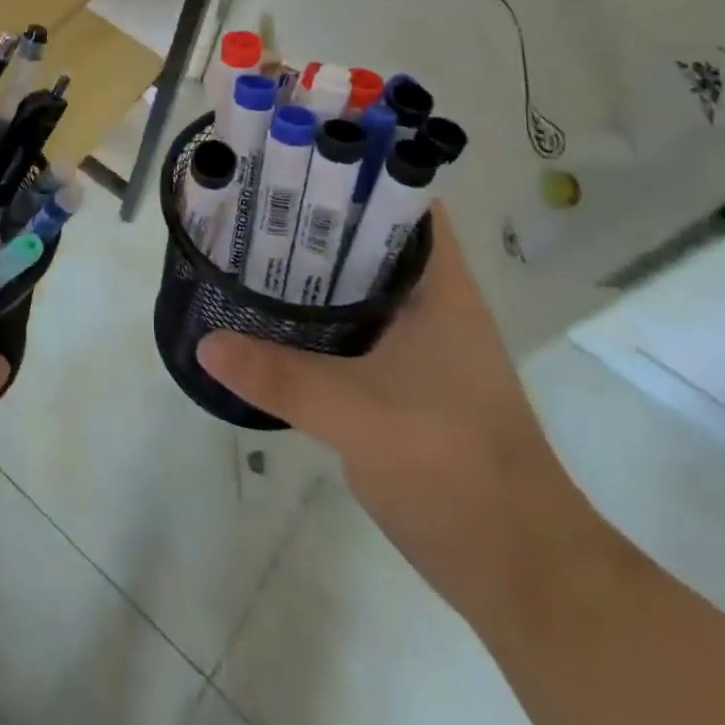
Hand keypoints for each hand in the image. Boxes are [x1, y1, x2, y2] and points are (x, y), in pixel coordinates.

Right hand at [197, 202, 601, 620]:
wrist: (519, 574)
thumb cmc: (456, 469)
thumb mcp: (361, 415)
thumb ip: (281, 375)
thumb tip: (205, 341)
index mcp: (438, 287)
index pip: (400, 198)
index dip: (352, 166)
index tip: (293, 150)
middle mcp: (427, 302)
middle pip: (364, 236)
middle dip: (310, 213)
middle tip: (248, 194)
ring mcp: (414, 343)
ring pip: (351, 283)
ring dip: (305, 265)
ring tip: (242, 240)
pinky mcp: (397, 379)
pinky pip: (344, 326)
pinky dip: (308, 313)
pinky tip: (263, 313)